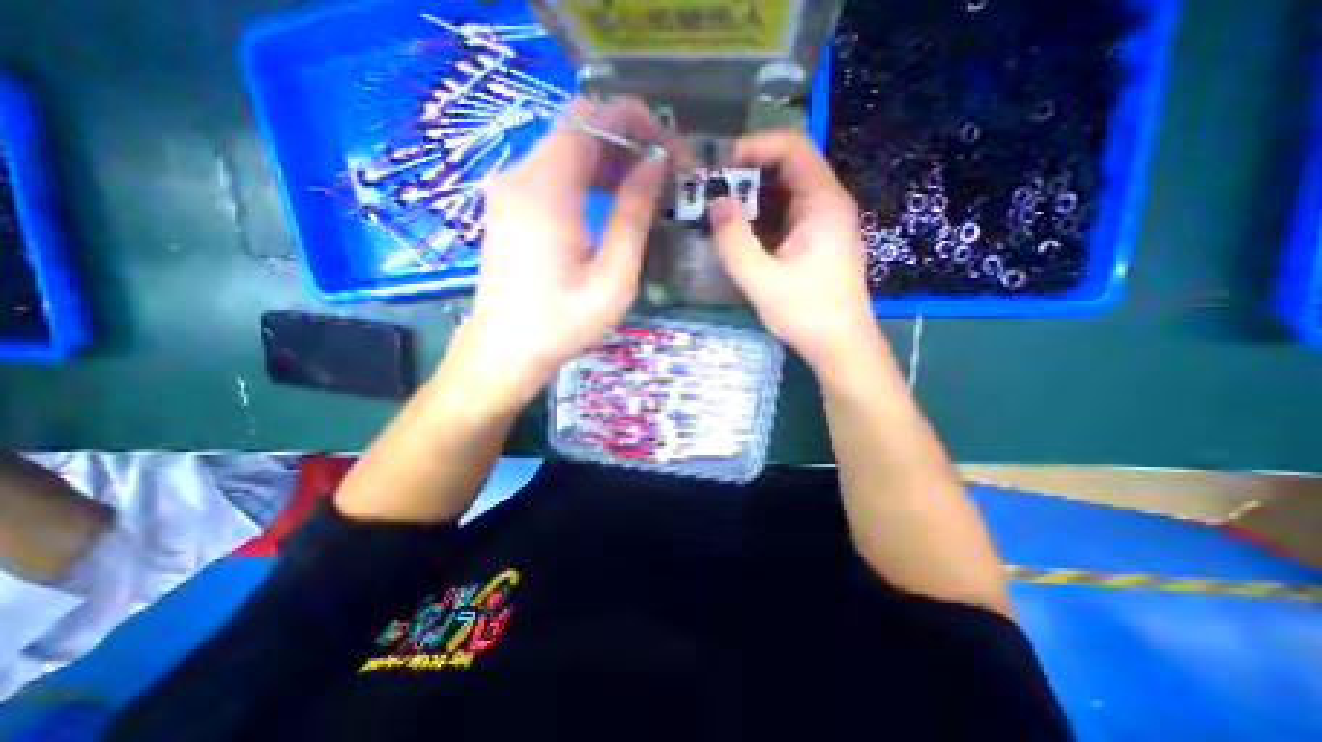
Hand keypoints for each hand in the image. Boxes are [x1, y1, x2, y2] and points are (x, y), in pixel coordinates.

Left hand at [443, 96, 667, 410]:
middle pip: (576, 129)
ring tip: (644, 184)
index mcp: (544, 191)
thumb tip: (654, 166)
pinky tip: (610, 198)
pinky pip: (553, 172)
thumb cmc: (562, 323)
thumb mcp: (612, 279)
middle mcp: (519, 177)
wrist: (506, 350)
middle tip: (662, 167)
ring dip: (607, 158)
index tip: (665, 142)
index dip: (630, 118)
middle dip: (624, 138)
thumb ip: (632, 217)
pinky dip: (586, 175)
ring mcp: (510, 190)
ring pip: (565, 149)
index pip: (588, 118)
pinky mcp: (510, 206)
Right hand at [707, 131, 881, 371]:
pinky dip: (762, 221)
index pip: (793, 147)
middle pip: (788, 169)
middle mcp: (828, 205)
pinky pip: (787, 218)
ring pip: (785, 195)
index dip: (756, 146)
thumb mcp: (761, 279)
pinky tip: (740, 237)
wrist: (840, 345)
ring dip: (752, 200)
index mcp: (822, 202)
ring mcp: (824, 224)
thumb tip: (716, 202)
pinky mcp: (818, 243)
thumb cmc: (806, 312)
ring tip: (719, 215)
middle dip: (748, 176)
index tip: (721, 165)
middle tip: (712, 193)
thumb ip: (734, 240)